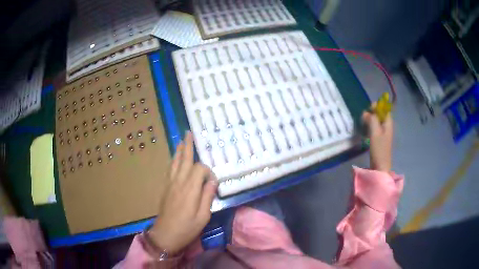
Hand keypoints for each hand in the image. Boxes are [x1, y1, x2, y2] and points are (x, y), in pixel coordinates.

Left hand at [149, 132, 217, 252]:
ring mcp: (170, 184)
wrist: (165, 234)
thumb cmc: (187, 228)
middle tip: (189, 133)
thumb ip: (208, 197)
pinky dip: (174, 161)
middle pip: (184, 160)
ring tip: (181, 140)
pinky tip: (175, 159)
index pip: (200, 169)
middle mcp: (179, 182)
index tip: (213, 183)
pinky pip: (170, 169)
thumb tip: (212, 181)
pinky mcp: (165, 188)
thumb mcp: (203, 216)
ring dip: (179, 151)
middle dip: (188, 146)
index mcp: (190, 189)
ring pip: (175, 162)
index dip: (209, 172)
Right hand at [362, 109, 392, 171]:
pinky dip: (370, 127)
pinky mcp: (379, 139)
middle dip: (372, 113)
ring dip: (370, 120)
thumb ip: (372, 119)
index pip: (384, 109)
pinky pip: (375, 128)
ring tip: (363, 123)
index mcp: (388, 123)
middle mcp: (387, 126)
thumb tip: (366, 112)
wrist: (380, 166)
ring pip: (377, 121)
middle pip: (380, 114)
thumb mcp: (375, 132)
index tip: (369, 109)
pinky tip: (365, 130)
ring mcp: (383, 133)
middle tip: (364, 117)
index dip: (377, 107)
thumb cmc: (379, 149)